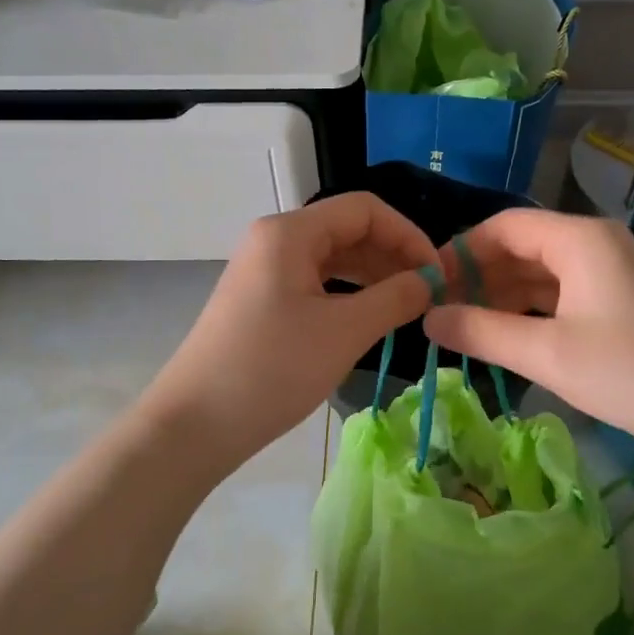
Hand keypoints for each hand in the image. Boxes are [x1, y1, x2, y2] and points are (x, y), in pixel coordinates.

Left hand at [141, 193, 437, 473]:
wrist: (195, 424)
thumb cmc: (273, 369)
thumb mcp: (344, 332)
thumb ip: (395, 298)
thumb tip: (430, 281)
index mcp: (290, 232)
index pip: (365, 210)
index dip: (408, 235)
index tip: (438, 274)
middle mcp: (274, 240)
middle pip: (347, 230)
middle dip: (392, 256)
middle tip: (428, 294)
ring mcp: (263, 271)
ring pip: (331, 259)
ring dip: (372, 276)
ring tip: (405, 307)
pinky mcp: (260, 301)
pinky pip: (314, 284)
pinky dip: (347, 295)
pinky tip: (368, 319)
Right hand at [425, 209, 633, 459]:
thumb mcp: (549, 354)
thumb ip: (482, 332)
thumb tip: (428, 318)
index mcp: (579, 239)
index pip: (503, 226)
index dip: (459, 251)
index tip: (425, 287)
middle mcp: (597, 245)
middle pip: (522, 247)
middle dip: (478, 277)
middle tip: (437, 315)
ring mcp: (614, 275)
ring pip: (542, 275)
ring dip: (502, 298)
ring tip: (463, 331)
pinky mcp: (624, 306)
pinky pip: (563, 297)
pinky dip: (531, 314)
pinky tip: (508, 340)